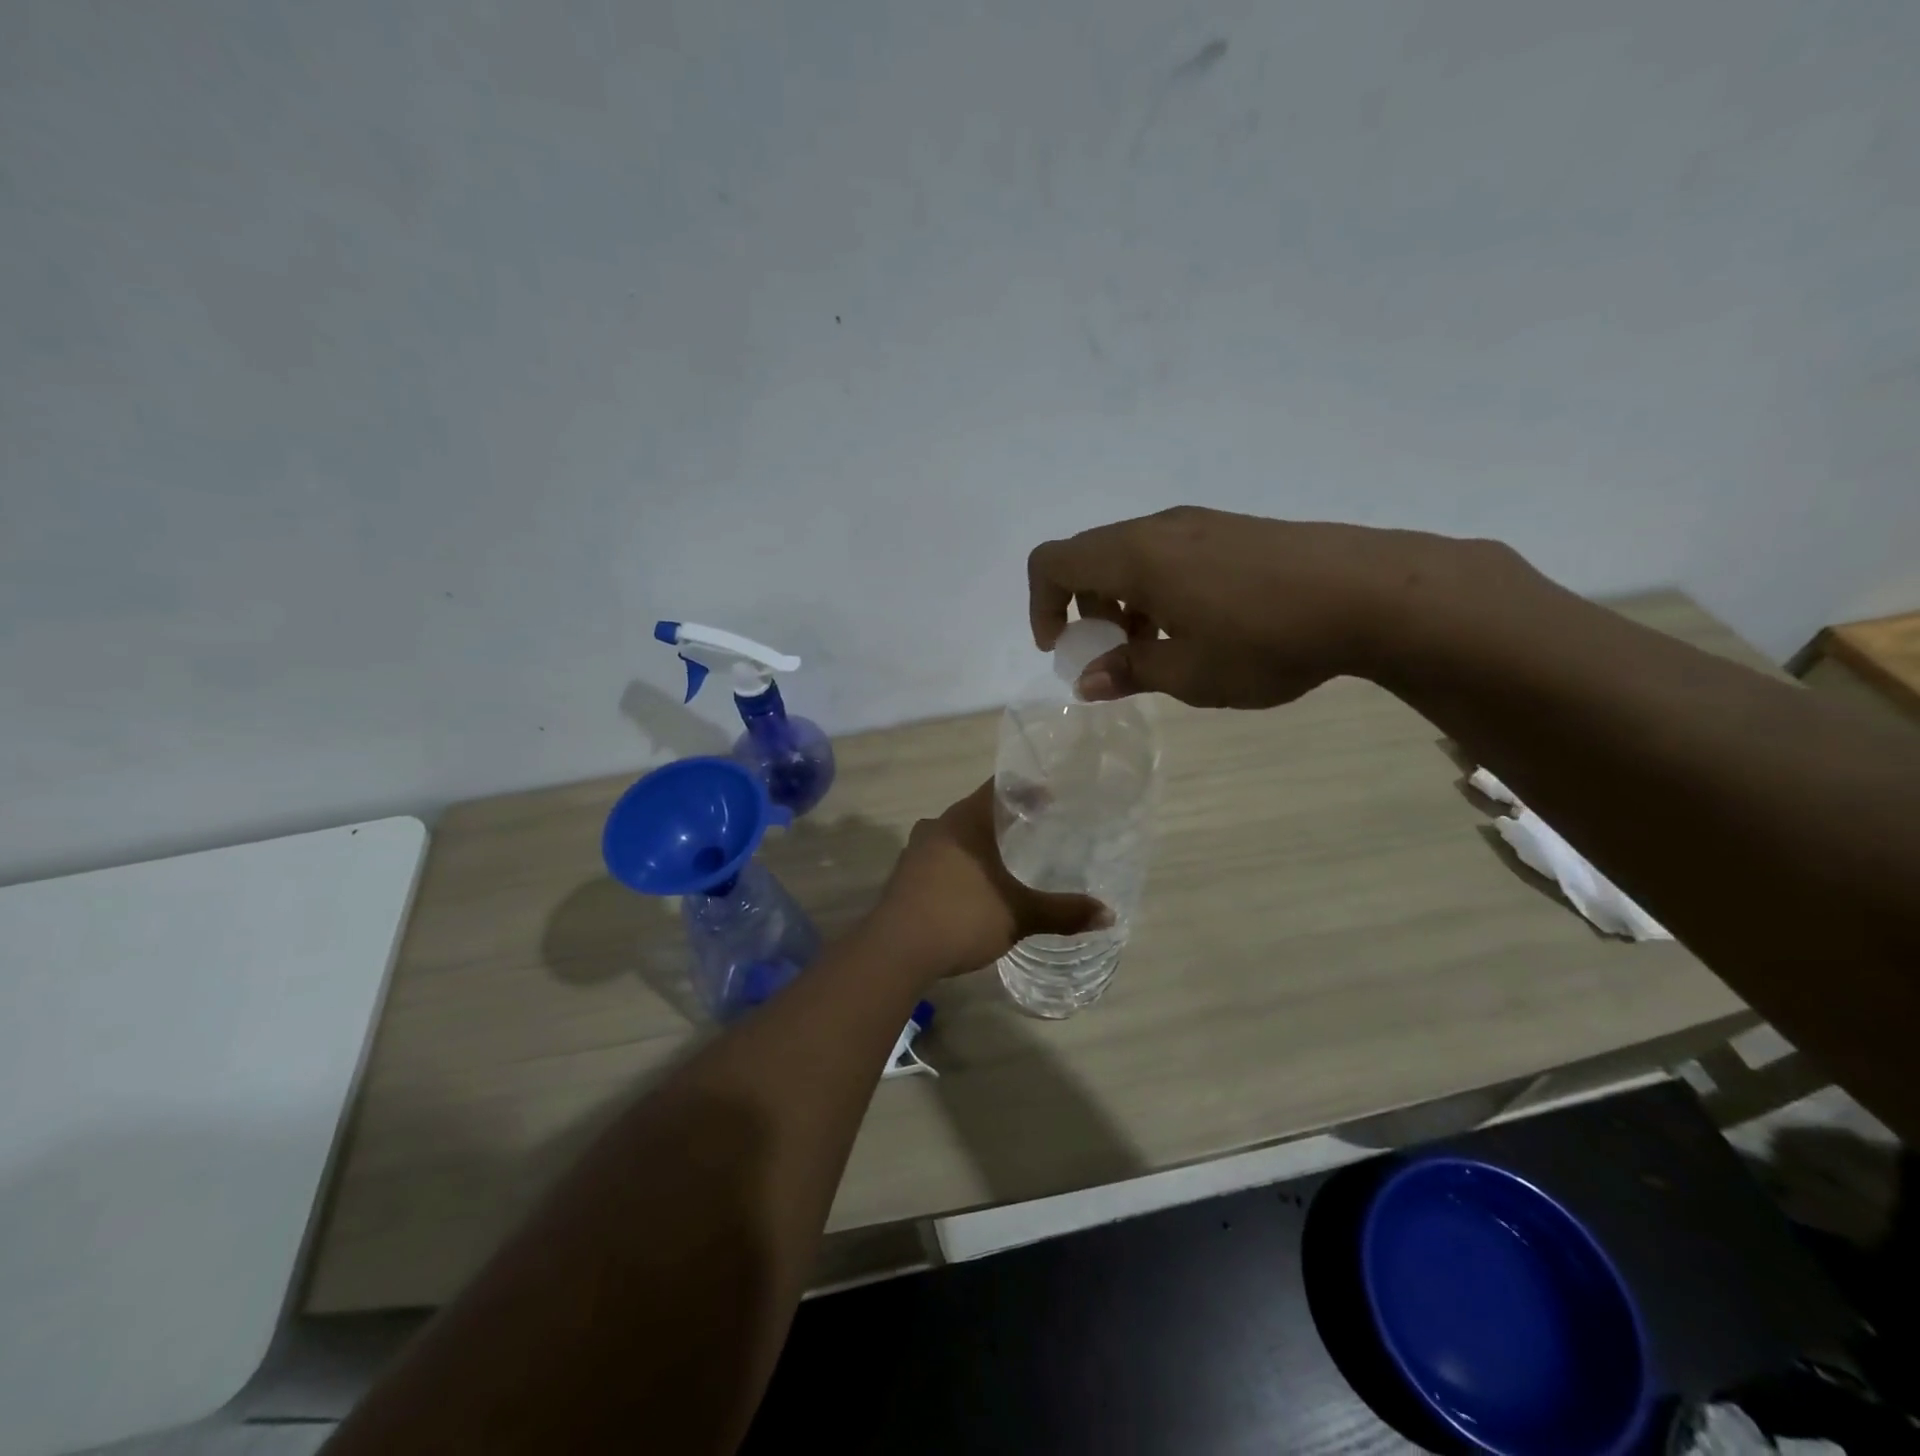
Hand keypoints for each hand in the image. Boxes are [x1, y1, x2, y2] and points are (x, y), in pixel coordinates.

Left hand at [869, 782, 1108, 980]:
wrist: (894, 950)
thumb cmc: (961, 917)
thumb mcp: (1018, 915)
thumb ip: (1062, 912)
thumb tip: (1109, 915)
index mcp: (964, 820)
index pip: (999, 788)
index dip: (1027, 789)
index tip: (1051, 797)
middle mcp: (938, 826)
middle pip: (977, 810)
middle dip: (1005, 818)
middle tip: (1036, 829)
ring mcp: (916, 851)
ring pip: (956, 835)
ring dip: (980, 842)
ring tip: (1007, 858)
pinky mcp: (904, 876)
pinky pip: (940, 858)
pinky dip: (961, 863)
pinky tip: (974, 885)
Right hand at [1028, 506, 1489, 707]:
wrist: (1372, 593)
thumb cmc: (1265, 639)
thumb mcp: (1188, 673)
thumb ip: (1129, 671)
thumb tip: (1086, 680)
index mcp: (1136, 557)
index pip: (1053, 561)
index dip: (1041, 604)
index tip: (1061, 647)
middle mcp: (1159, 528)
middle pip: (1090, 556)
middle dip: (1084, 607)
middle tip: (1113, 652)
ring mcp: (1200, 522)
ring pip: (1131, 555)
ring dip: (1123, 600)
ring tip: (1158, 646)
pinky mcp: (1232, 529)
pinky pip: (1168, 552)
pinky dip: (1157, 587)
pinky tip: (1199, 625)